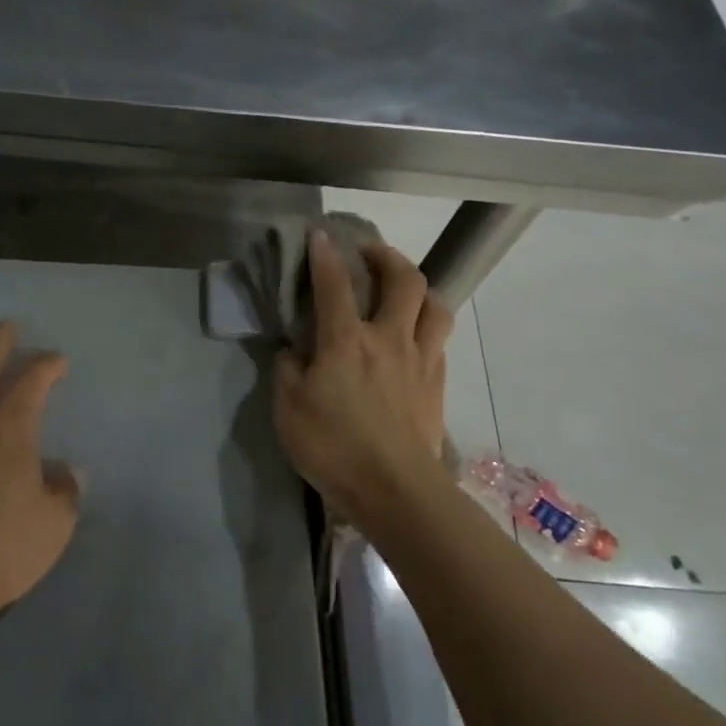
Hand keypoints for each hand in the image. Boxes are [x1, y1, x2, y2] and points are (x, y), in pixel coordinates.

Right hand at [273, 232, 452, 528]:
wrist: (395, 490)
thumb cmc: (334, 447)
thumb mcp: (288, 409)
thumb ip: (288, 370)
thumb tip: (294, 350)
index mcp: (347, 341)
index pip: (335, 284)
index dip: (325, 255)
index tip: (319, 234)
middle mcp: (390, 339)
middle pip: (404, 280)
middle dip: (388, 256)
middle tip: (370, 254)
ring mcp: (421, 360)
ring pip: (436, 306)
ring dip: (420, 287)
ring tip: (404, 290)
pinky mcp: (437, 384)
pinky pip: (438, 340)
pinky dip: (426, 326)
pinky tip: (413, 338)